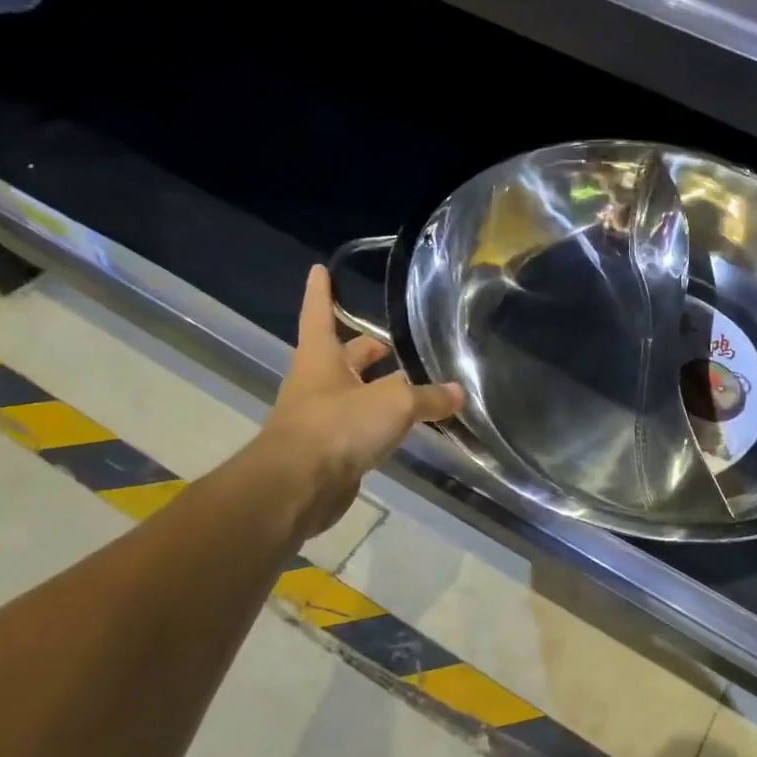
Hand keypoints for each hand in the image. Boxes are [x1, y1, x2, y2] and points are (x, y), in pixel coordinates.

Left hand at [251, 264, 462, 541]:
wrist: (298, 487)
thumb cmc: (338, 426)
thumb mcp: (393, 403)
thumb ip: (428, 397)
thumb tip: (458, 392)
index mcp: (321, 358)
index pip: (320, 314)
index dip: (322, 293)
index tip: (320, 269)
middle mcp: (318, 384)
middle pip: (345, 358)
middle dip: (368, 350)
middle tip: (397, 342)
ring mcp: (322, 419)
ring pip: (356, 395)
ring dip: (381, 390)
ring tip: (418, 385)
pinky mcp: (331, 452)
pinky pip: (362, 430)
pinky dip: (384, 425)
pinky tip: (409, 429)